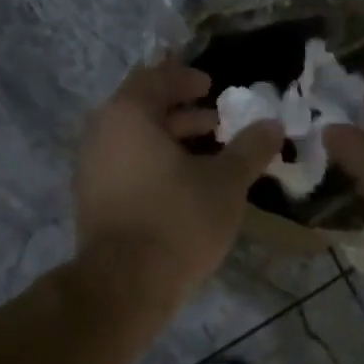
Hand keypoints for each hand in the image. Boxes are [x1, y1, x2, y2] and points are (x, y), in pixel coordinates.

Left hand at [74, 60, 283, 303]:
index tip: (210, 87)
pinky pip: (126, 165)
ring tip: (209, 154)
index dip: (185, 78)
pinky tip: (184, 184)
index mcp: (128, 115)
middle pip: (142, 108)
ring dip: (171, 139)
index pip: (155, 78)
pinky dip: (154, 163)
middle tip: (216, 121)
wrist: (125, 284)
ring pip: (134, 140)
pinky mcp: (93, 199)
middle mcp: (101, 134)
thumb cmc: (178, 219)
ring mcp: (91, 168)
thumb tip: (272, 125)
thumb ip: (250, 148)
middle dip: (181, 111)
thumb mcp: (226, 182)